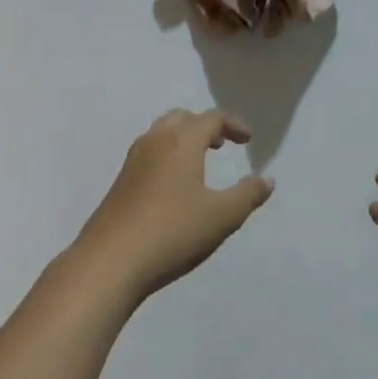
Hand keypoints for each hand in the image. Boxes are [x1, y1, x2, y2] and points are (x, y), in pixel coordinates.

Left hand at [70, 109, 273, 302]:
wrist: (110, 260)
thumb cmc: (172, 231)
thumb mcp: (221, 216)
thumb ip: (247, 195)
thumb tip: (267, 180)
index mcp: (181, 141)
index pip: (211, 117)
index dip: (233, 124)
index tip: (248, 140)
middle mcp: (155, 141)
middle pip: (182, 118)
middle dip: (204, 126)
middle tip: (222, 144)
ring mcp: (133, 161)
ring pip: (161, 134)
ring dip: (183, 139)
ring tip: (200, 162)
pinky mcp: (120, 182)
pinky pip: (149, 153)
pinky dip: (168, 155)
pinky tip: (174, 186)